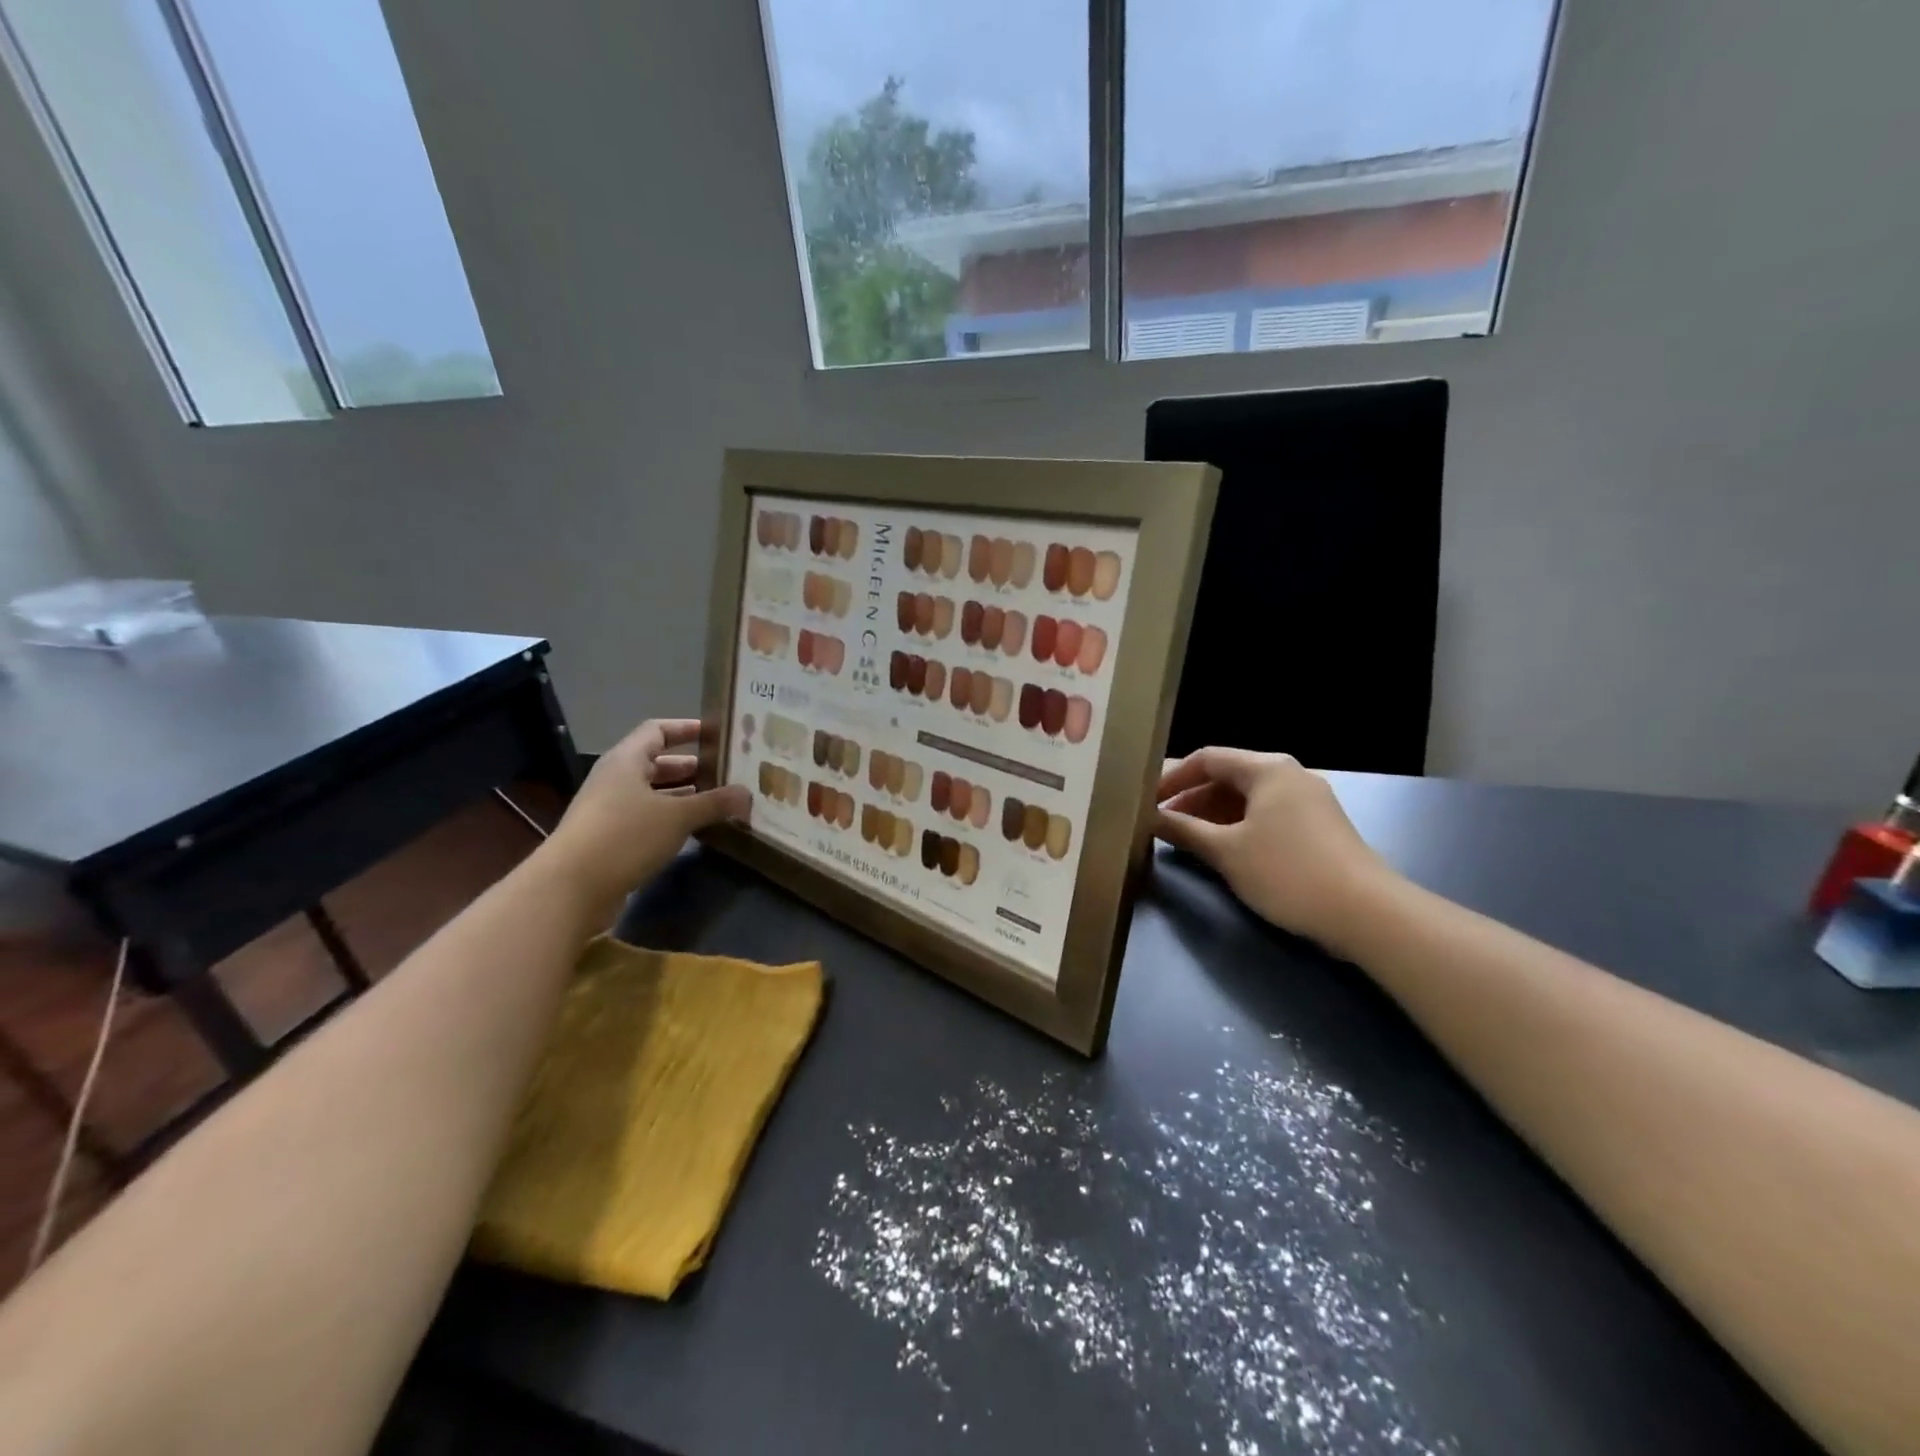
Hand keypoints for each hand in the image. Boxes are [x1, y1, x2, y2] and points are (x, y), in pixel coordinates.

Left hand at [544, 719, 749, 914]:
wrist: (570, 887)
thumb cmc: (624, 836)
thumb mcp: (677, 817)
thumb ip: (714, 803)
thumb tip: (747, 794)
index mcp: (626, 760)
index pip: (657, 730)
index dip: (686, 728)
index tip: (716, 734)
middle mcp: (615, 778)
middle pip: (657, 762)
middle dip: (692, 767)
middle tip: (727, 772)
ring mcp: (609, 809)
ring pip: (653, 793)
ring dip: (684, 795)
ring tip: (719, 801)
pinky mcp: (609, 837)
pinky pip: (647, 818)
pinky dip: (671, 819)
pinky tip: (696, 830)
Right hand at [1154, 747, 1389, 949]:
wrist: (1365, 913)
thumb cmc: (1287, 872)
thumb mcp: (1226, 851)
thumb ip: (1184, 830)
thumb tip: (1149, 818)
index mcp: (1268, 768)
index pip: (1207, 758)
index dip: (1171, 777)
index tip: (1144, 799)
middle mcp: (1288, 775)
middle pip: (1227, 776)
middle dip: (1189, 797)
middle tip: (1157, 820)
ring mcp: (1306, 802)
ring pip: (1245, 799)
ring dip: (1210, 815)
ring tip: (1181, 837)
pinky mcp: (1316, 828)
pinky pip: (1264, 816)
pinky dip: (1235, 827)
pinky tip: (1218, 849)